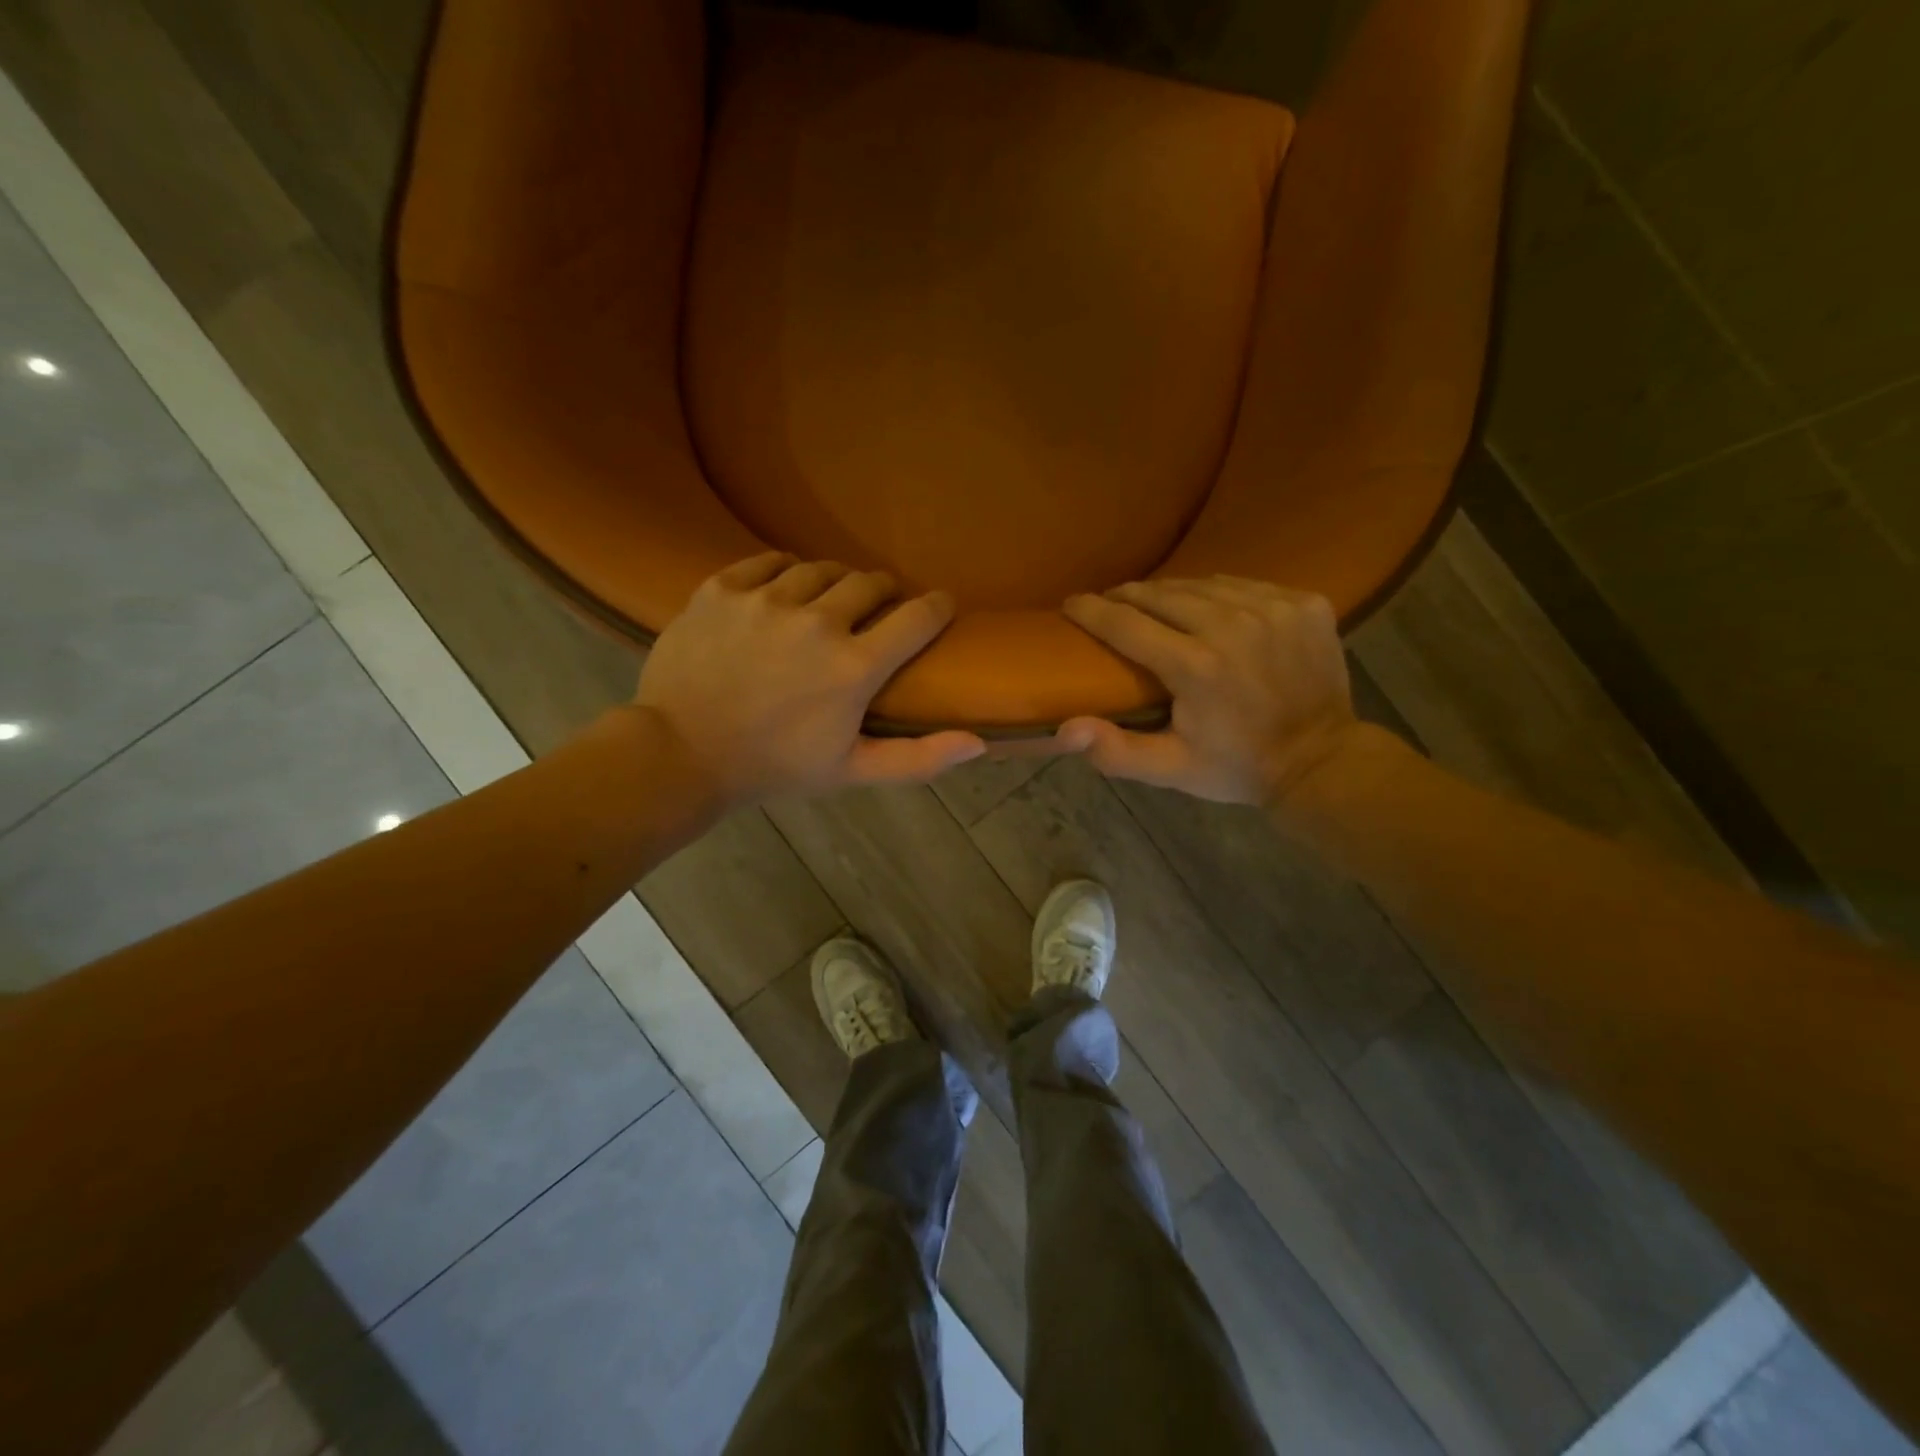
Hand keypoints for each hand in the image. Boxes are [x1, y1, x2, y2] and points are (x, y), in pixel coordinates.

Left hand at [635, 553, 984, 806]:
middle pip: (870, 582)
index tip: (940, 605)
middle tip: (879, 607)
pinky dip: (785, 572)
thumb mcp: (851, 771)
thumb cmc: (774, 767)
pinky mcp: (722, 588)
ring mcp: (765, 600)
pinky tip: (783, 590)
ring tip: (830, 598)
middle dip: (884, 592)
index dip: (937, 606)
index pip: (917, 618)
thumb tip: (979, 744)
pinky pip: (768, 562)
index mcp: (853, 668)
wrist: (681, 754)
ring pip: (820, 568)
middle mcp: (816, 622)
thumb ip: (918, 757)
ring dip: (835, 581)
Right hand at [1056, 577, 1362, 808]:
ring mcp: (1273, 608)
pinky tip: (1211, 610)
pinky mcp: (1304, 603)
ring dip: (1171, 593)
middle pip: (1161, 594)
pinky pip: (1244, 585)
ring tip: (1155, 605)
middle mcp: (1232, 626)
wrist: (1322, 762)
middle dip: (1128, 597)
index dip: (1091, 611)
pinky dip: (1218, 594)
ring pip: (1202, 584)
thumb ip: (1116, 751)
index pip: (1125, 623)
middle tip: (1110, 604)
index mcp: (1195, 667)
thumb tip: (1064, 729)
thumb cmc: (1236, 767)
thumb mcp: (1171, 770)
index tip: (1070, 605)